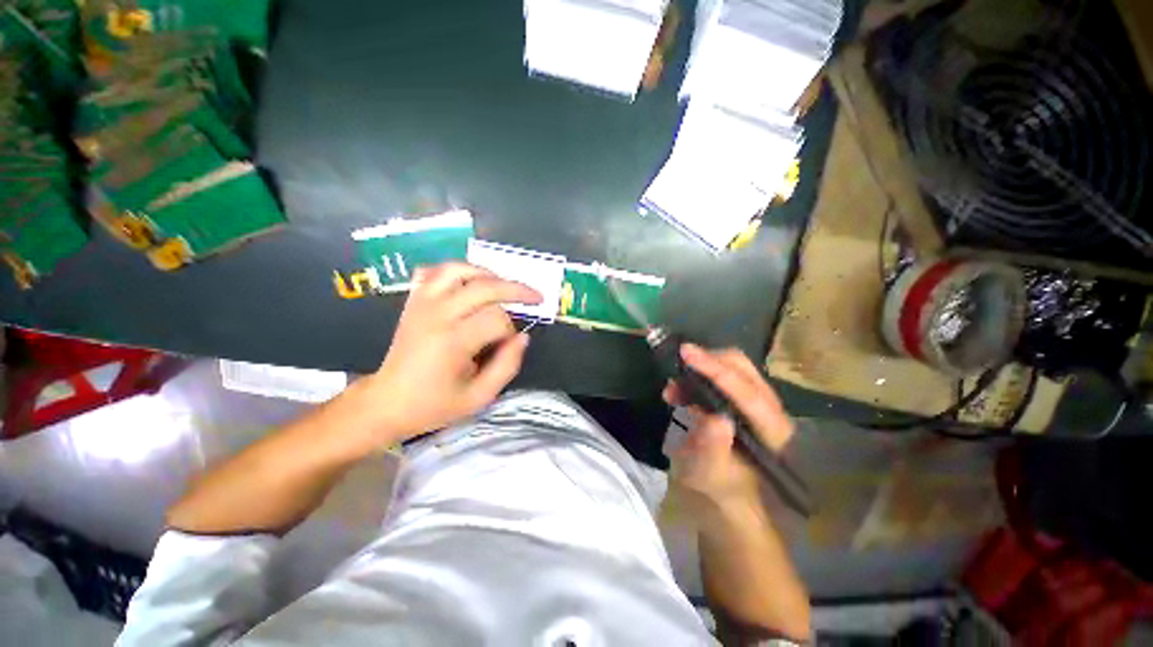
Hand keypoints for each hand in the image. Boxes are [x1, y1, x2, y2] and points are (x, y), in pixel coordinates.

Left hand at [362, 262, 541, 442]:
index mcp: (453, 341)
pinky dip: (456, 271)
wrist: (386, 402)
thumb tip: (523, 337)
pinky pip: (434, 271)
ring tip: (503, 286)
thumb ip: (507, 366)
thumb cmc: (433, 404)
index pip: (497, 320)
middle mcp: (437, 315)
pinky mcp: (413, 301)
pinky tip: (469, 282)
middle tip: (535, 297)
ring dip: (487, 274)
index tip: (507, 346)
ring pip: (459, 269)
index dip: (511, 331)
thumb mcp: (479, 397)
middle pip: (485, 287)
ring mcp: (422, 303)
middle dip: (516, 289)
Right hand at [664, 344, 794, 509]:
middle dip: (707, 362)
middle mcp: (771, 410)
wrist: (730, 497)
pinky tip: (680, 391)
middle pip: (742, 369)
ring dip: (700, 369)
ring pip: (732, 367)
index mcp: (772, 433)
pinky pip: (723, 375)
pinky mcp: (742, 400)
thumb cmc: (722, 491)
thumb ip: (713, 449)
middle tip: (677, 366)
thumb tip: (715, 416)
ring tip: (673, 388)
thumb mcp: (710, 477)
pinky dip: (699, 376)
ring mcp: (757, 402)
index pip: (746, 393)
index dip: (715, 370)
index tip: (686, 352)